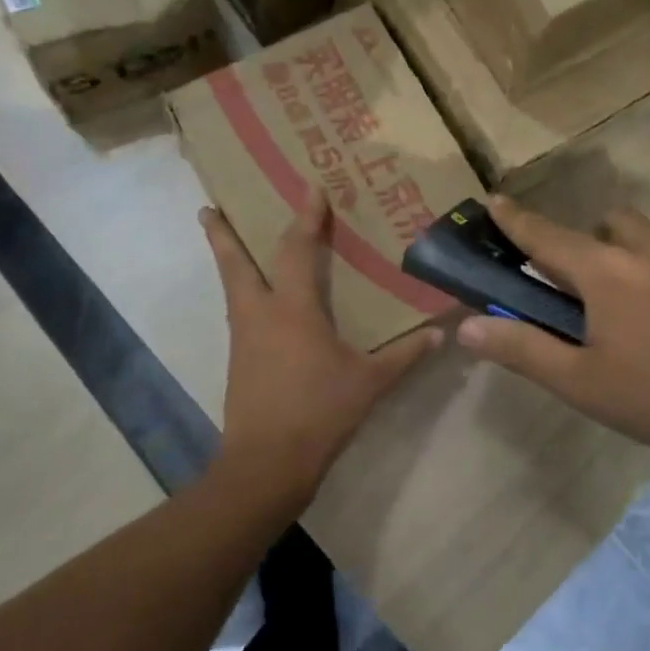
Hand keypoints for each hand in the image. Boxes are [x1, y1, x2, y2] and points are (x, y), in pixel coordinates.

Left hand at [203, 188, 441, 496]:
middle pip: (234, 263)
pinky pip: (239, 314)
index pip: (296, 250)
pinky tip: (257, 305)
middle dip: (222, 233)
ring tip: (227, 244)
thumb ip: (405, 355)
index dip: (305, 217)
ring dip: (228, 261)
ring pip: (231, 288)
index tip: (309, 187)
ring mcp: (243, 338)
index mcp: (293, 310)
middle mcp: (260, 314)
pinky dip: (242, 295)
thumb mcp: (370, 383)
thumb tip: (440, 334)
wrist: (266, 463)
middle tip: (208, 207)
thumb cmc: (319, 412)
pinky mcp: (238, 362)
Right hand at [455, 196, 649, 492]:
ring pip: (646, 238)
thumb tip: (467, 327)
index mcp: (607, 272)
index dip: (515, 219)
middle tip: (577, 293)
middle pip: (604, 225)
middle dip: (582, 244)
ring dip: (624, 257)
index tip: (493, 200)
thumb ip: (522, 349)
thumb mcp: (583, 383)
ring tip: (628, 314)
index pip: (546, 235)